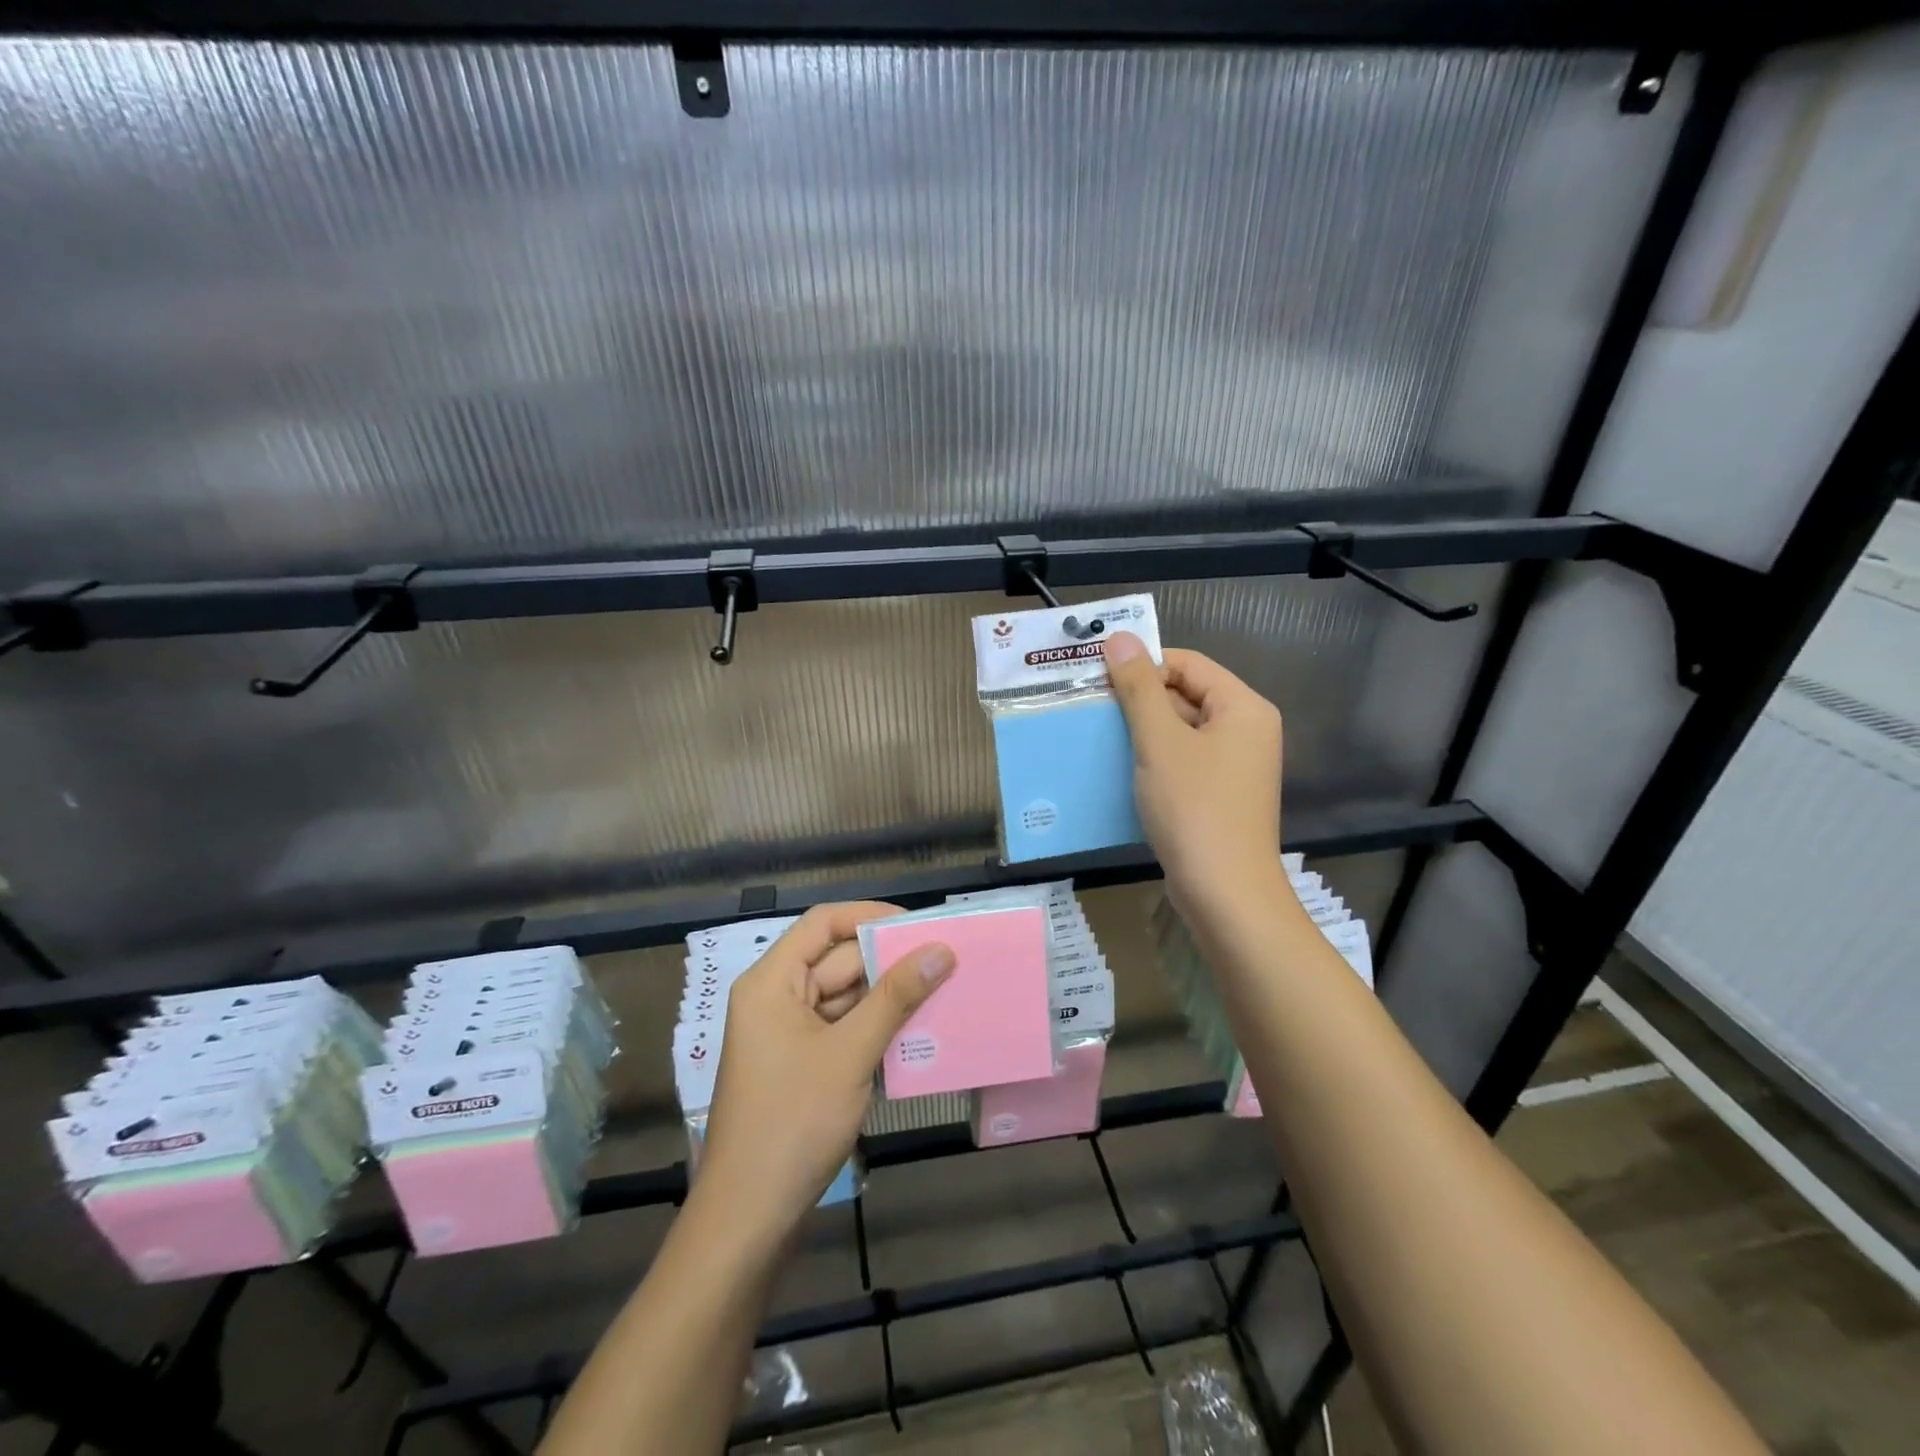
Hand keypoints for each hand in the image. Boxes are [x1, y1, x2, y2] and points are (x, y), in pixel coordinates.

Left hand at [697, 902, 954, 1240]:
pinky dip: (874, 1028)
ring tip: (941, 992)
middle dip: (888, 962)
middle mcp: (775, 998)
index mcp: (771, 982)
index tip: (918, 926)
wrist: (748, 1218)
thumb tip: (941, 949)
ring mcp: (786, 1034)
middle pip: (836, 960)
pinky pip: (842, 1029)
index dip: (869, 916)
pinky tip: (915, 1033)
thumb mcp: (851, 1053)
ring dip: (886, 998)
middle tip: (944, 961)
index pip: (823, 923)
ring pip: (844, 997)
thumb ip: (896, 997)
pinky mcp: (800, 1065)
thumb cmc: (793, 1122)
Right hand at [1102, 633, 1287, 922]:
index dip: (1144, 665)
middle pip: (1186, 694)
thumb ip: (1138, 688)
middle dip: (1140, 699)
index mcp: (1243, 707)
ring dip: (1142, 730)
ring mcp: (1235, 765)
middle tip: (1093, 708)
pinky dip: (1154, 759)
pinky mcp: (1220, 794)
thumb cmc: (1194, 808)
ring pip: (1182, 730)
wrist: (1224, 893)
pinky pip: (1183, 760)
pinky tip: (1121, 769)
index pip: (1188, 663)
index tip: (1099, 680)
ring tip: (1099, 737)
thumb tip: (1120, 637)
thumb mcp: (1159, 741)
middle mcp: (1246, 730)